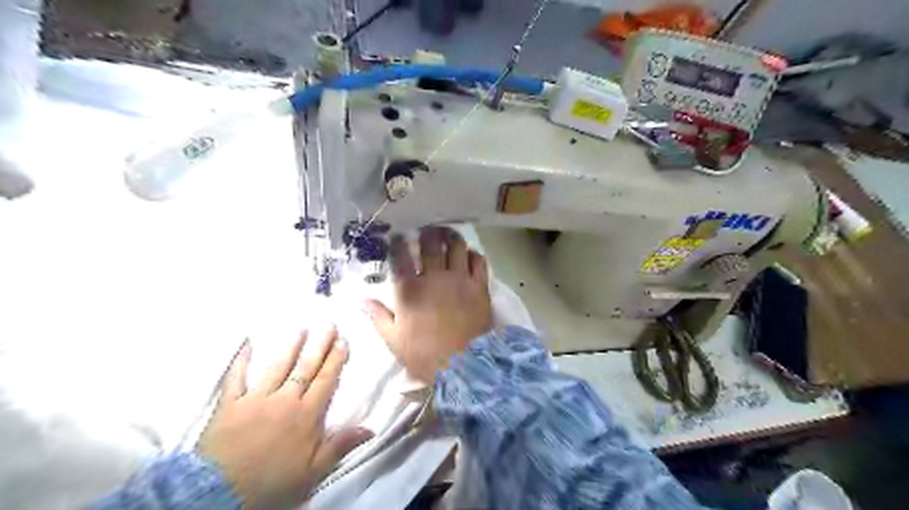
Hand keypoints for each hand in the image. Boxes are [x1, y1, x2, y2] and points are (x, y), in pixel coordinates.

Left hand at [199, 329, 371, 508]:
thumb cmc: (271, 483)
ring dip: (290, 347)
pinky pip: (236, 378)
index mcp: (306, 415)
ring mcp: (255, 399)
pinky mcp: (229, 405)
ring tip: (300, 328)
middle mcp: (284, 400)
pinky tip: (247, 344)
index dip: (335, 360)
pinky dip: (241, 361)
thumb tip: (369, 428)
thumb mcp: (312, 471)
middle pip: (305, 368)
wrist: (218, 494)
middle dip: (319, 346)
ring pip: (277, 367)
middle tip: (328, 325)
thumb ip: (339, 446)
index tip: (343, 341)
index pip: (325, 381)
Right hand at [365, 228, 494, 381]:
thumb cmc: (424, 355)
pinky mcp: (479, 286)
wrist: (463, 366)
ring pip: (457, 246)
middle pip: (431, 244)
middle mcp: (435, 278)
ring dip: (451, 237)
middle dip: (428, 234)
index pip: (402, 257)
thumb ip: (378, 317)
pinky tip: (469, 256)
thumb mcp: (394, 339)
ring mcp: (460, 280)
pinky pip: (479, 261)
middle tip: (427, 231)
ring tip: (448, 235)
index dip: (399, 243)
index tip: (399, 238)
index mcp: (410, 290)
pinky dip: (473, 255)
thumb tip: (362, 300)